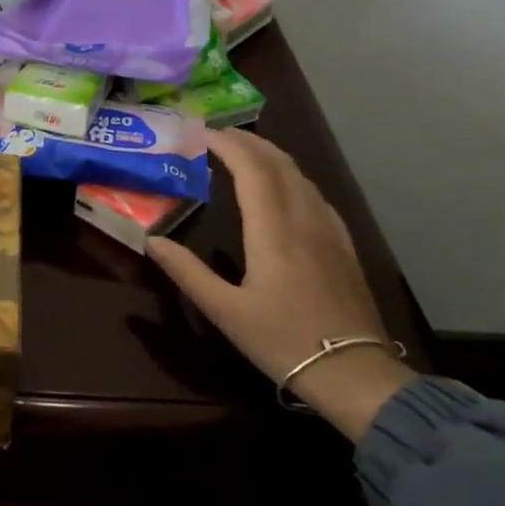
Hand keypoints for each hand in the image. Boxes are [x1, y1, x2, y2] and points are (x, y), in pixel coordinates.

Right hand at [147, 129, 412, 439]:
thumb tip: (151, 241)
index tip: (201, 132)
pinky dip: (291, 176)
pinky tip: (283, 186)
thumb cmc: (282, 341)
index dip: (228, 145)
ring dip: (270, 155)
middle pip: (279, 164)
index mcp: (273, 232)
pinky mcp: (343, 245)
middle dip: (247, 143)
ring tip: (243, 151)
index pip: (252, 171)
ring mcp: (329, 231)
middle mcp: (304, 221)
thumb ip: (187, 272)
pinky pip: (315, 194)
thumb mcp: (225, 311)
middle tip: (217, 135)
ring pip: (301, 176)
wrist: (354, 373)